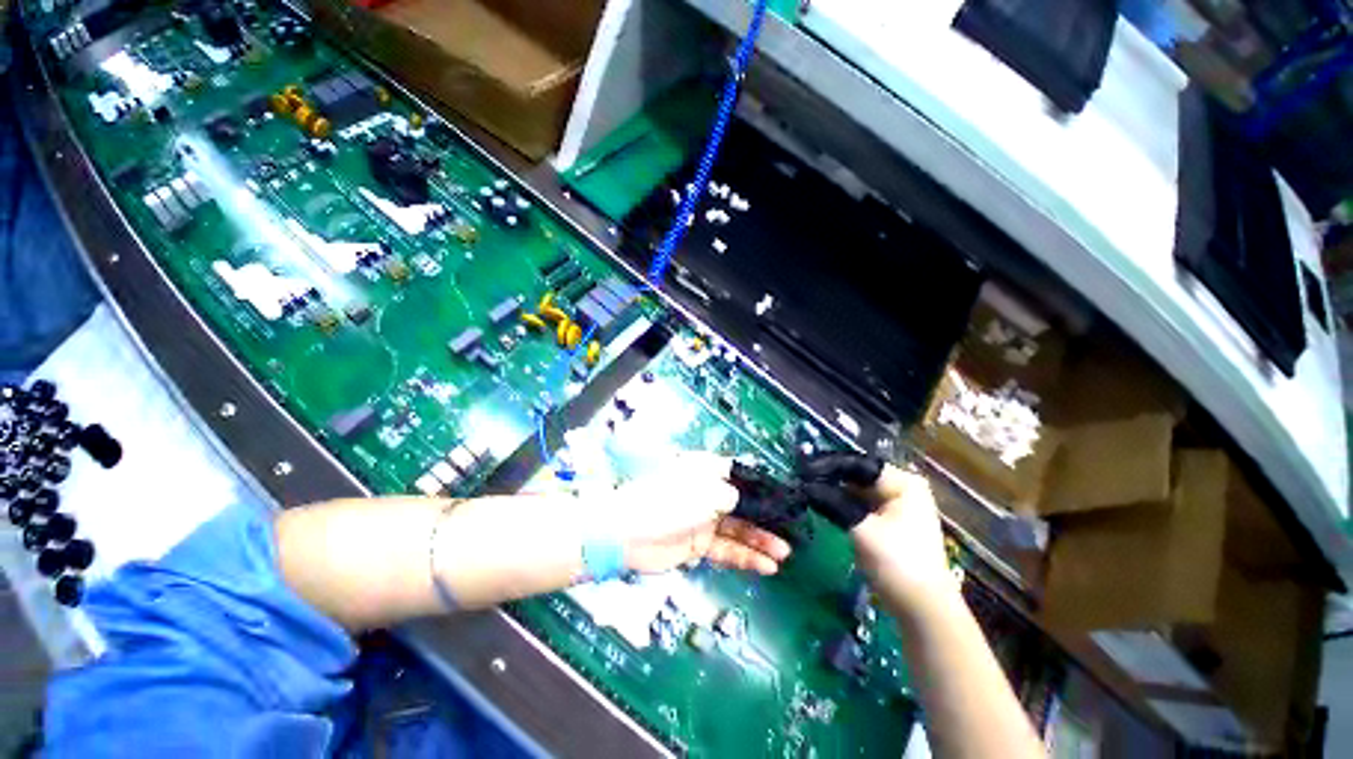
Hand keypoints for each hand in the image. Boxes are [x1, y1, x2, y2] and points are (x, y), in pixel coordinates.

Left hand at [601, 452, 791, 575]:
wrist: (628, 533)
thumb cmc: (668, 502)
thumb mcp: (706, 492)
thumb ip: (732, 497)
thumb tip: (743, 501)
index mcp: (707, 470)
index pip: (741, 475)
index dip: (762, 486)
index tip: (784, 499)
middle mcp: (707, 492)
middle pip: (743, 504)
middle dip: (766, 518)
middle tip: (791, 531)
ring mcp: (703, 519)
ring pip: (738, 529)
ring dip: (760, 541)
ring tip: (784, 552)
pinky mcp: (698, 544)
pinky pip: (727, 549)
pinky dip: (745, 557)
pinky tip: (765, 566)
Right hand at [800, 453, 952, 608]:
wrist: (923, 609)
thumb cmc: (898, 564)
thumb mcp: (862, 529)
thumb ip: (833, 502)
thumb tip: (805, 486)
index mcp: (903, 483)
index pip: (859, 464)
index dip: (829, 465)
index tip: (803, 469)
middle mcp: (902, 488)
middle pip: (858, 476)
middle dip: (830, 478)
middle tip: (801, 479)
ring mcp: (897, 506)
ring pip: (858, 491)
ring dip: (834, 491)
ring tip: (806, 489)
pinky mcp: (890, 522)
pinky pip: (861, 505)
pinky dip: (842, 504)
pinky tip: (822, 504)